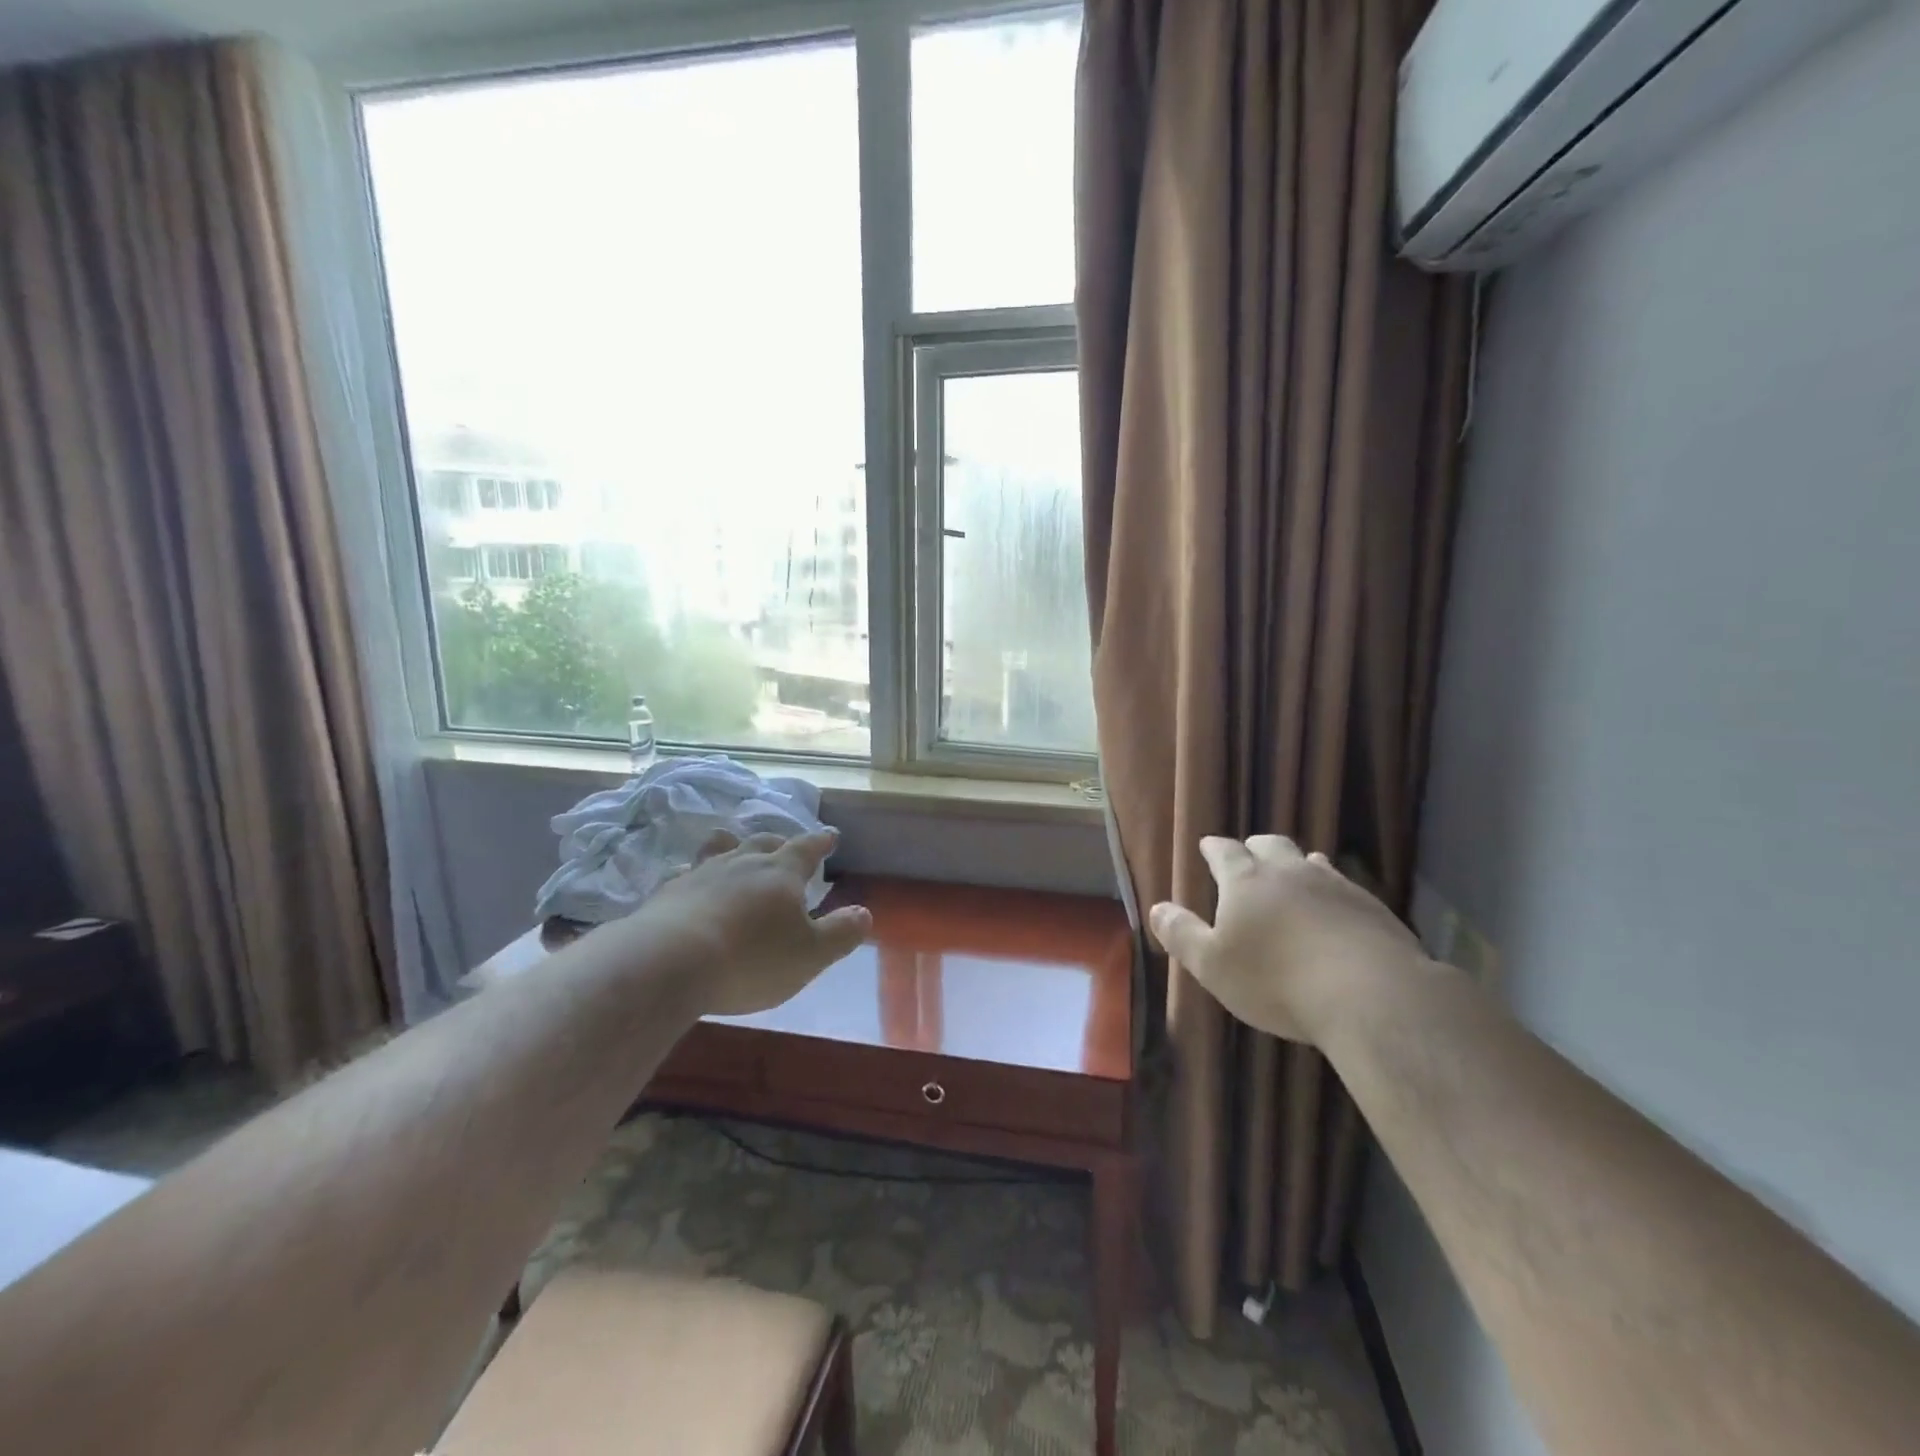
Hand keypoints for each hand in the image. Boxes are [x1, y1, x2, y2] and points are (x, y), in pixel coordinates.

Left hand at [626, 828, 871, 1015]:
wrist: (669, 964)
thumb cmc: (752, 959)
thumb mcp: (810, 955)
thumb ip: (840, 933)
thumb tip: (864, 913)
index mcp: (781, 873)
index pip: (807, 848)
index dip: (821, 842)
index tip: (831, 836)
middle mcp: (742, 864)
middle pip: (763, 843)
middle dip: (778, 843)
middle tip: (784, 845)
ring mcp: (701, 875)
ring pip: (720, 850)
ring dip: (731, 847)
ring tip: (732, 846)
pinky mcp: (667, 894)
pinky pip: (685, 875)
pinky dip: (694, 876)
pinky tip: (689, 883)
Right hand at [1148, 836, 1426, 1043]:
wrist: (1371, 996)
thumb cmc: (1276, 981)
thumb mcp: (1212, 966)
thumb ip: (1182, 935)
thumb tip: (1156, 908)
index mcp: (1246, 882)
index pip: (1225, 852)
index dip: (1214, 848)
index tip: (1207, 846)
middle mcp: (1289, 872)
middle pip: (1269, 845)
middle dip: (1255, 848)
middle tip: (1248, 858)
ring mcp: (1335, 885)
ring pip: (1310, 861)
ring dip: (1296, 865)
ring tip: (1292, 876)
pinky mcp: (1372, 907)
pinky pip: (1344, 886)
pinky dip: (1330, 891)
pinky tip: (1334, 910)